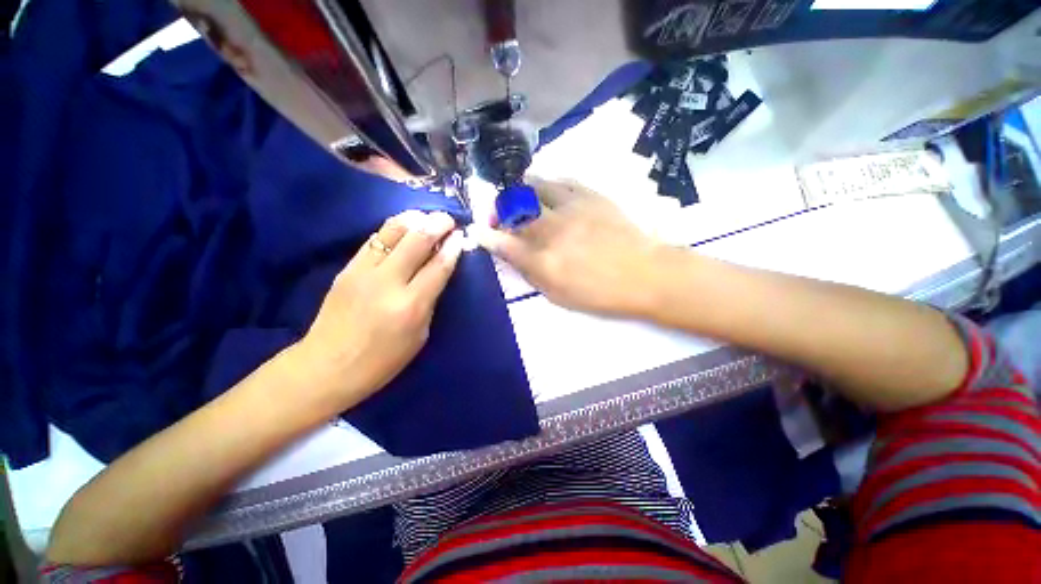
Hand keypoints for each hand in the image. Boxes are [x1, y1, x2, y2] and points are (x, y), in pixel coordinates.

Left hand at [298, 210, 463, 412]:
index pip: (438, 267)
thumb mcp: (419, 336)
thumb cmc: (382, 360)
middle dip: (437, 225)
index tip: (461, 235)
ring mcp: (364, 272)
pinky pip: (375, 240)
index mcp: (411, 305)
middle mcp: (388, 282)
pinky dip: (393, 229)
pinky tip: (403, 227)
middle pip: (417, 241)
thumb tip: (437, 273)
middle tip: (448, 220)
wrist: (327, 366)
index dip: (453, 248)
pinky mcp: (347, 268)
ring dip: (414, 220)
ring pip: (392, 232)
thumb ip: (430, 301)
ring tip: (426, 217)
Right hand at [479, 178, 669, 316]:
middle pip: (515, 209)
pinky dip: (547, 184)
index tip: (478, 230)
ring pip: (535, 187)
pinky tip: (547, 191)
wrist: (645, 274)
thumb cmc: (601, 293)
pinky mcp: (591, 196)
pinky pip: (562, 181)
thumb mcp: (560, 295)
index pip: (505, 243)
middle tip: (498, 214)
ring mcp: (572, 208)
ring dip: (520, 191)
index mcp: (545, 261)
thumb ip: (532, 274)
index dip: (487, 235)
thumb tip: (513, 257)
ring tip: (518, 198)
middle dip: (499, 208)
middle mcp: (553, 230)